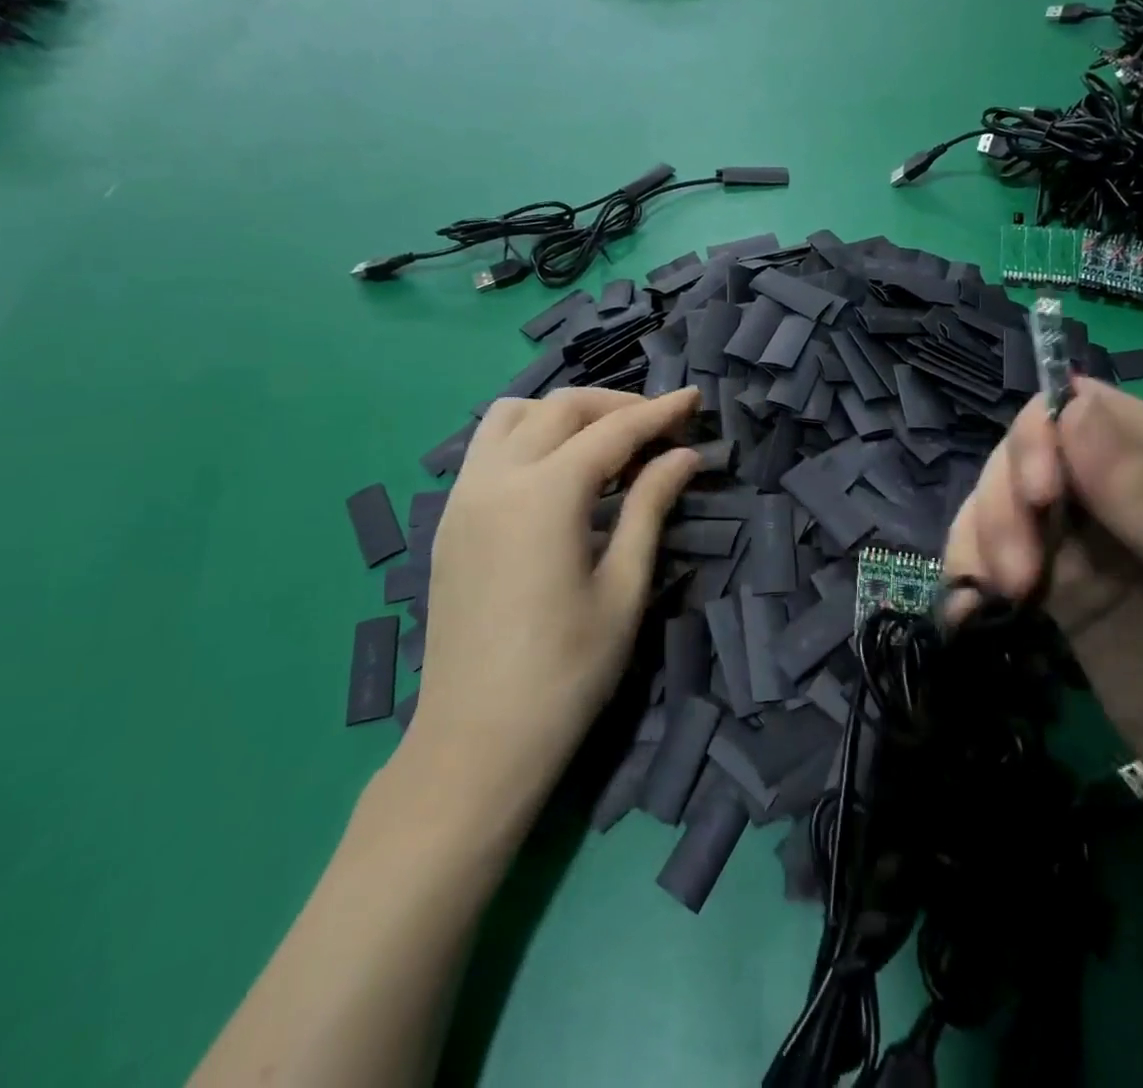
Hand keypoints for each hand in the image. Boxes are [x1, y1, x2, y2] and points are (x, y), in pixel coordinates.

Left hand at [397, 387, 702, 818]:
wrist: (476, 742)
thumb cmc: (566, 673)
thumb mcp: (623, 588)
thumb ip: (649, 507)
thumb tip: (683, 456)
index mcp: (544, 496)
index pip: (612, 431)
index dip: (658, 413)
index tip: (693, 399)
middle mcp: (496, 479)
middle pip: (559, 409)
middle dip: (614, 405)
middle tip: (658, 425)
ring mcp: (462, 497)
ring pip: (510, 416)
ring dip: (562, 413)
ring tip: (603, 441)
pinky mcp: (448, 520)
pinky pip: (486, 448)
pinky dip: (527, 436)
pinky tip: (556, 472)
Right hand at [944, 381, 1142, 838]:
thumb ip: (1141, 490)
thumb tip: (1068, 405)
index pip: (1080, 411)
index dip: (1041, 436)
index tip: (1037, 494)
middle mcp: (1117, 492)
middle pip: (1024, 458)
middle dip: (1005, 504)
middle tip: (1019, 573)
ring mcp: (1080, 544)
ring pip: (998, 505)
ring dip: (981, 540)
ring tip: (1002, 597)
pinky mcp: (1053, 592)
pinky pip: (990, 558)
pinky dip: (967, 574)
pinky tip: (966, 610)